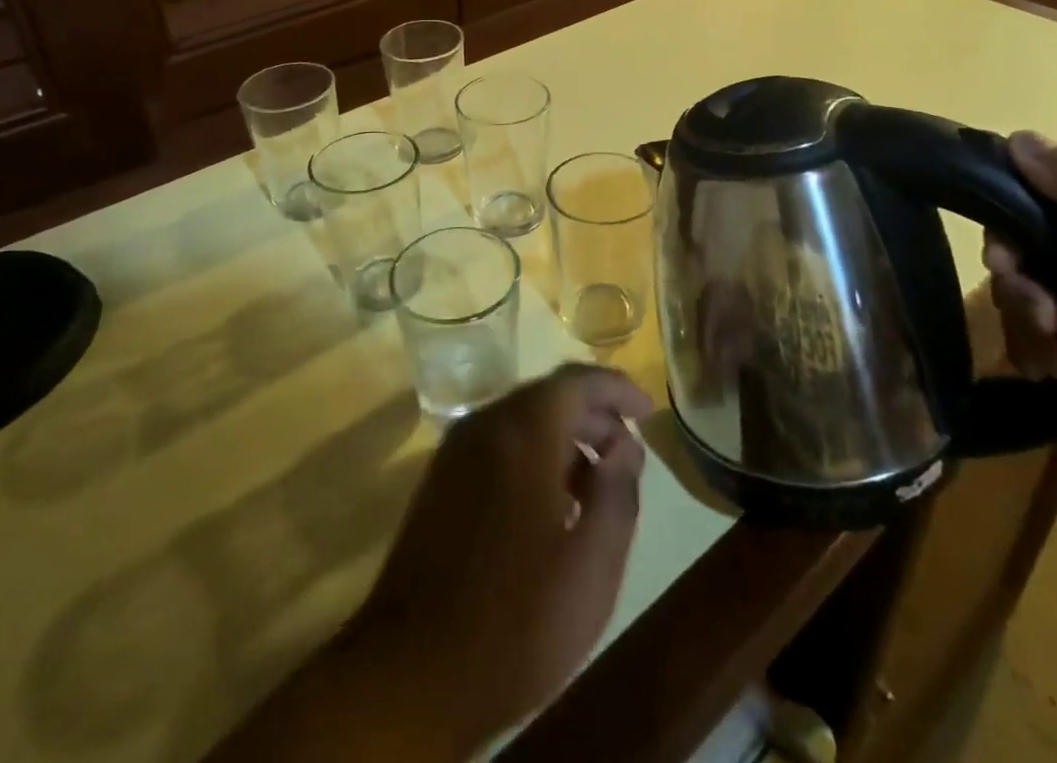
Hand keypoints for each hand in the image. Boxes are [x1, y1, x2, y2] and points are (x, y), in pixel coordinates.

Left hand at [350, 364, 651, 753]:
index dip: (618, 388)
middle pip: (548, 396)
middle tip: (627, 452)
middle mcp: (486, 425)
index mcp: (523, 431)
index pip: (578, 380)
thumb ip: (619, 493)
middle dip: (594, 414)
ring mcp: (456, 451)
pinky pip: (498, 444)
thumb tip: (626, 447)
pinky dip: (533, 454)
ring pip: (522, 419)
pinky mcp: (440, 481)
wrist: (408, 676)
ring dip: (564, 437)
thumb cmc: (515, 621)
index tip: (648, 410)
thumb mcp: (593, 566)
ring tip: (596, 482)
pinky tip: (551, 502)